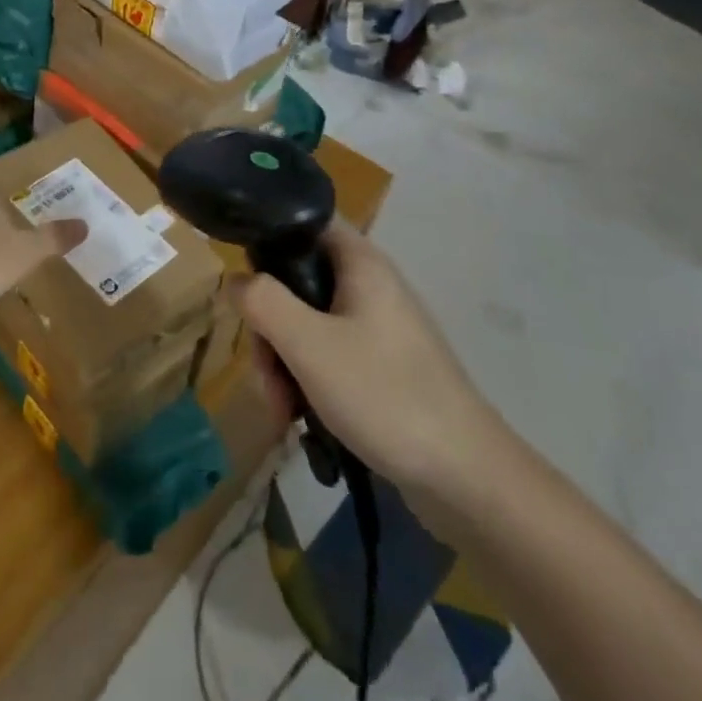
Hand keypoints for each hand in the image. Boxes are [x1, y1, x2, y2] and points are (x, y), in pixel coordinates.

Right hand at [234, 220, 514, 516]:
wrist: (467, 478)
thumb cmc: (385, 395)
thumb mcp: (309, 345)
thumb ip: (263, 302)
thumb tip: (234, 279)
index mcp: (360, 262)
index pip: (303, 222)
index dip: (267, 241)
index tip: (246, 284)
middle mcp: (370, 284)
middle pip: (298, 281)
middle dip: (270, 327)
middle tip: (266, 373)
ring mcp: (379, 327)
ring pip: (309, 323)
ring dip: (285, 361)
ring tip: (282, 409)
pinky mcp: (384, 365)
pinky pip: (330, 354)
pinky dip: (309, 379)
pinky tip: (301, 417)